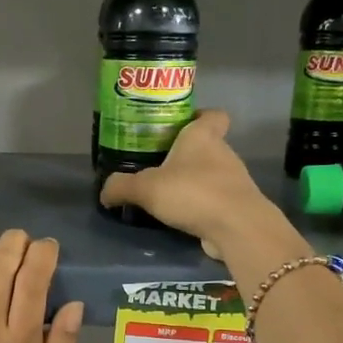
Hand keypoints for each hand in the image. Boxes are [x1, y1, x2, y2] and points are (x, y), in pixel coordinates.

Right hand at [98, 110, 289, 261]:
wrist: (237, 228)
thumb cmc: (193, 193)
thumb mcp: (146, 188)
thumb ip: (122, 187)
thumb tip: (104, 192)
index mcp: (203, 137)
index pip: (213, 115)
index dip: (199, 116)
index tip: (180, 126)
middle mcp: (223, 153)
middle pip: (207, 146)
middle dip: (186, 155)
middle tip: (158, 166)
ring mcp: (234, 181)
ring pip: (212, 174)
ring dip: (193, 182)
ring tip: (167, 196)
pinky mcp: (237, 206)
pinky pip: (216, 200)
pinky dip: (201, 206)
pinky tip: (182, 217)